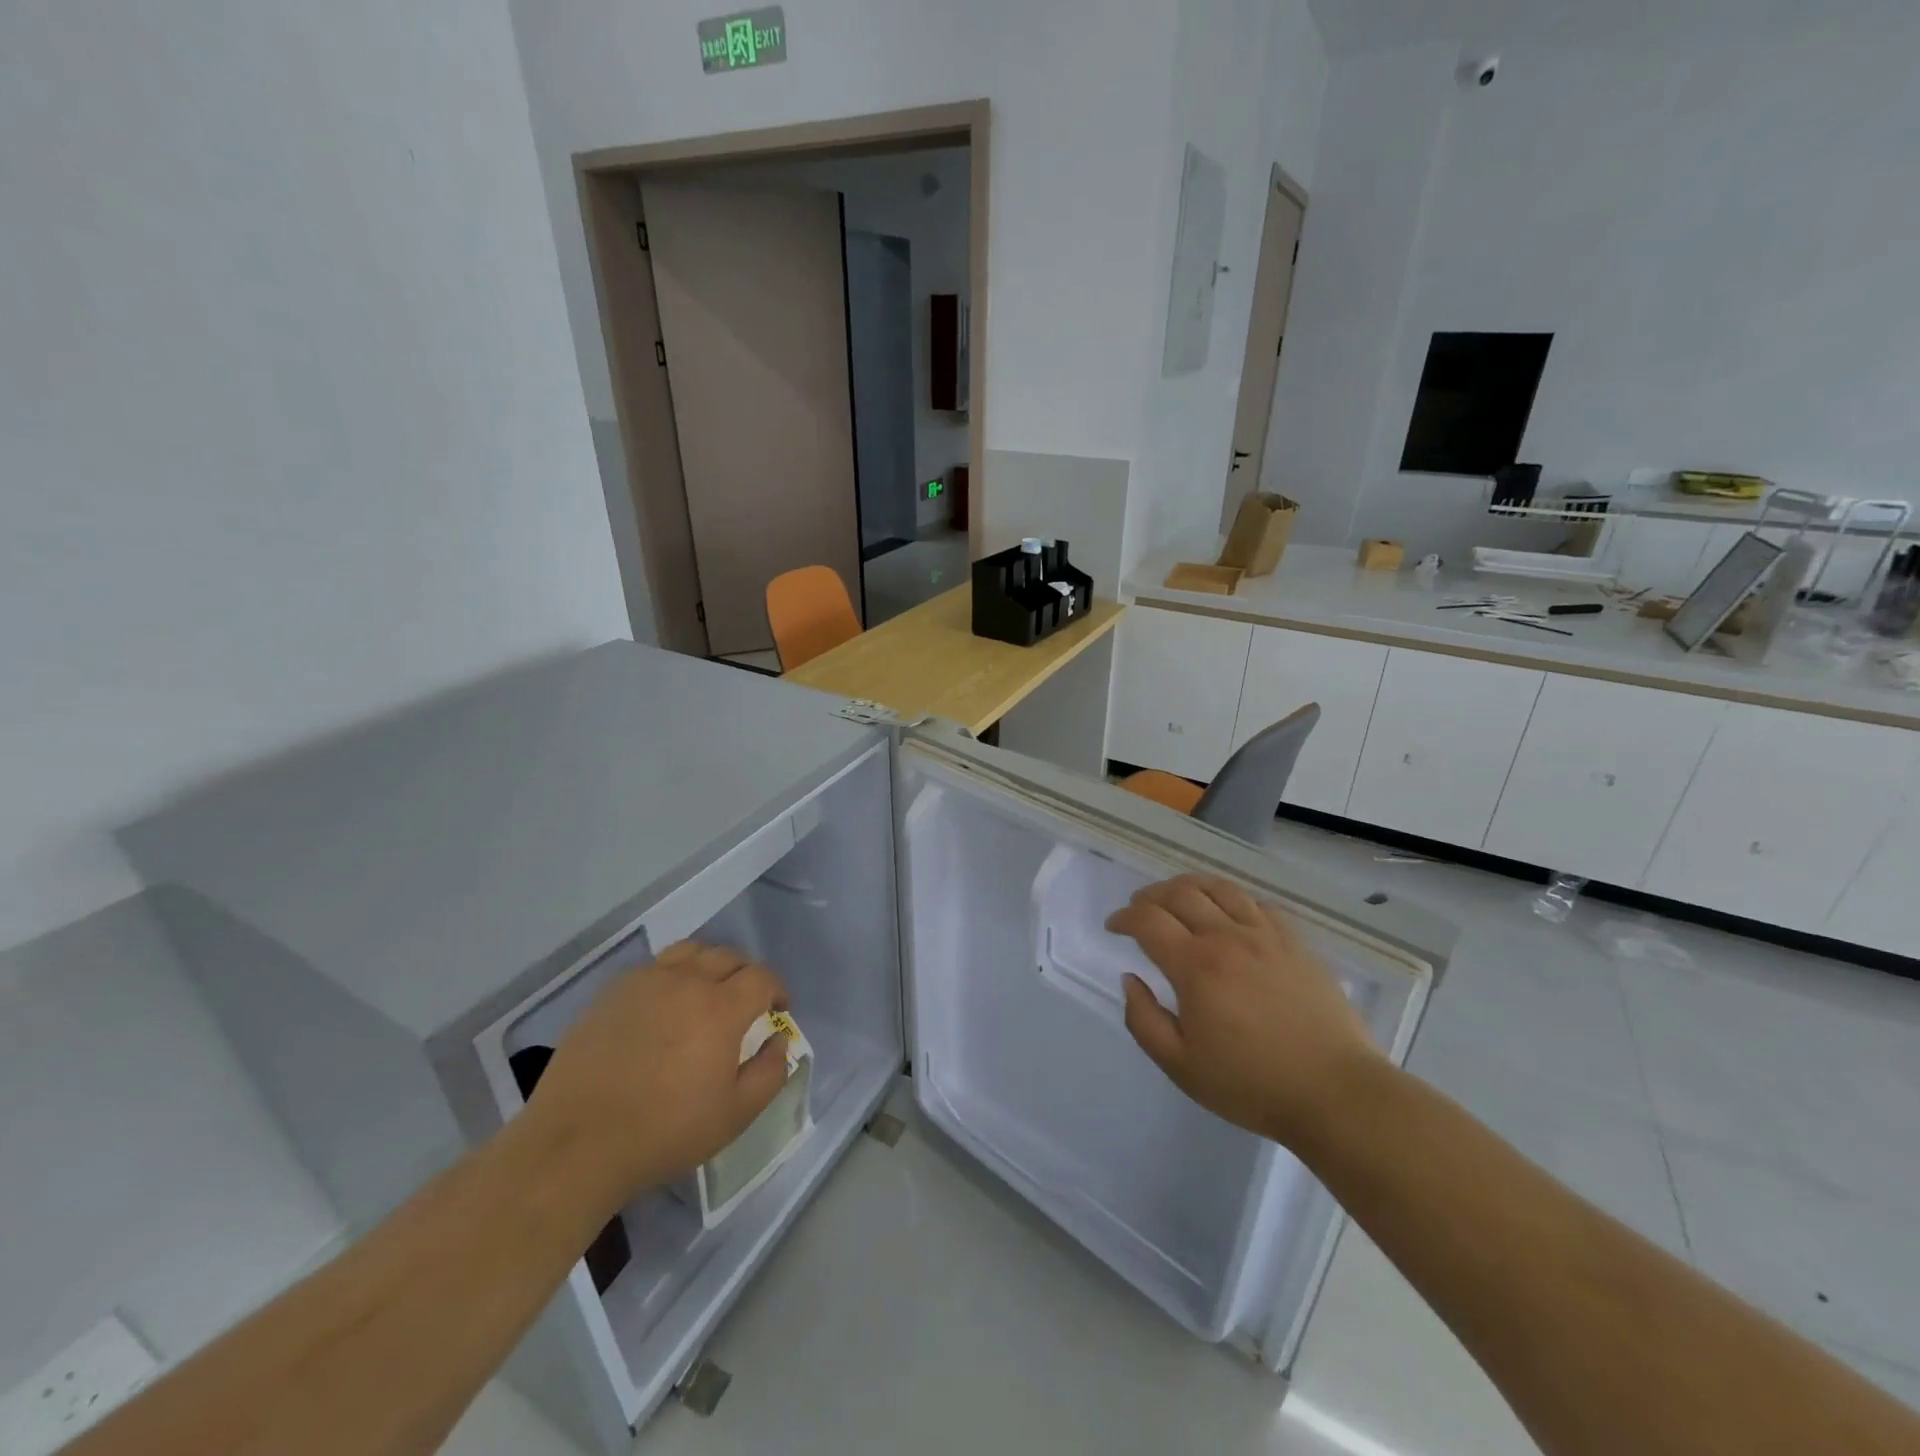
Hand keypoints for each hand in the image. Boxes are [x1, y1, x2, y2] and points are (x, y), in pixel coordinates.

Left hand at [526, 942, 791, 1198]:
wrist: (575, 1144)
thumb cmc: (664, 1132)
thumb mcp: (734, 1115)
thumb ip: (770, 1073)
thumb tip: (778, 1041)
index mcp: (721, 1008)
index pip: (762, 977)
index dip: (776, 989)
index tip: (778, 1008)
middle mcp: (686, 981)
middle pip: (727, 956)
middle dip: (747, 973)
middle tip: (747, 1000)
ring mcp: (645, 982)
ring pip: (690, 952)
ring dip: (709, 965)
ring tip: (707, 991)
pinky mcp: (611, 992)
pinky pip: (654, 968)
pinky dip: (672, 976)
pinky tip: (664, 1006)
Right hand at [1107, 876, 1383, 1148]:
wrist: (1335, 1093)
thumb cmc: (1251, 1085)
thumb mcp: (1181, 1066)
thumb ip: (1144, 1020)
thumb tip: (1130, 980)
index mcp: (1195, 966)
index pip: (1148, 921)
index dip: (1124, 917)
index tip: (1113, 926)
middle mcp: (1227, 938)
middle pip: (1180, 893)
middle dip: (1150, 896)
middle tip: (1139, 910)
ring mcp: (1266, 935)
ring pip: (1219, 888)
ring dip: (1188, 886)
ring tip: (1177, 898)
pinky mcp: (1295, 942)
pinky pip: (1257, 903)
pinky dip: (1232, 899)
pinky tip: (1229, 914)